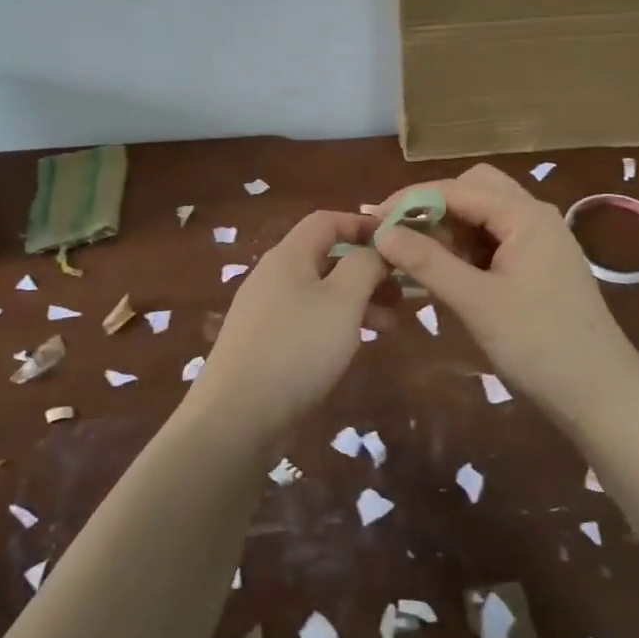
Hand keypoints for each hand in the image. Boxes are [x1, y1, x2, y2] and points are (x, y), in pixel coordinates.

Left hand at [192, 210, 385, 442]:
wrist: (237, 417)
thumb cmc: (297, 348)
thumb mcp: (343, 300)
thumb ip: (364, 265)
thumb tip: (375, 248)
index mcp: (289, 256)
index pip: (327, 220)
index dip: (363, 224)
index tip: (397, 241)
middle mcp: (273, 276)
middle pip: (325, 256)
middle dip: (366, 268)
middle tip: (401, 290)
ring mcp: (265, 311)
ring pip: (320, 292)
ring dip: (357, 300)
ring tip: (390, 324)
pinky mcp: (264, 343)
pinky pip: (307, 319)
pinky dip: (336, 323)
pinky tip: (354, 345)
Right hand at [374, 164, 638, 416]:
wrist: (601, 395)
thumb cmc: (539, 344)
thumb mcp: (477, 302)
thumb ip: (428, 263)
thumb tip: (382, 232)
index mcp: (525, 215)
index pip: (458, 188)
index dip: (413, 199)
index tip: (374, 219)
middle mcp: (535, 217)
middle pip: (476, 189)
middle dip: (436, 207)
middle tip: (402, 237)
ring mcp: (541, 241)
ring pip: (486, 215)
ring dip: (451, 228)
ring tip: (419, 259)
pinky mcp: (540, 266)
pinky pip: (496, 241)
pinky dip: (468, 249)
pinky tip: (449, 275)